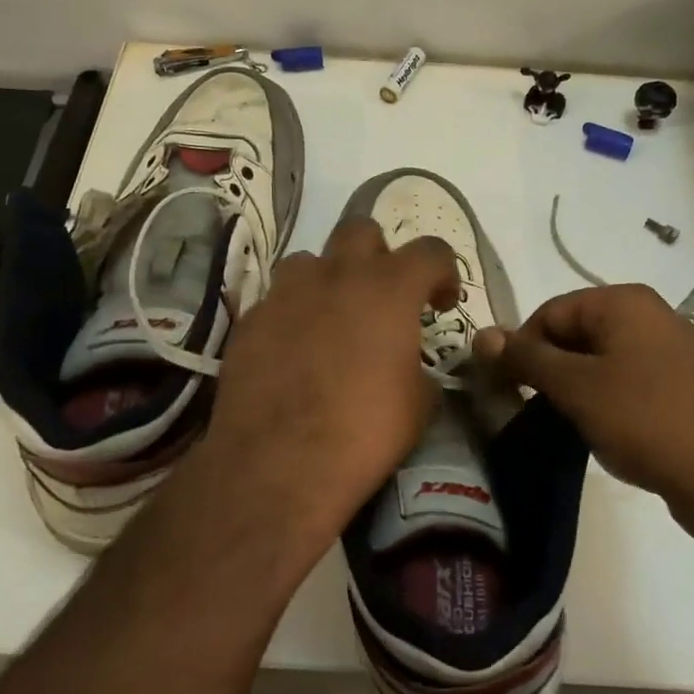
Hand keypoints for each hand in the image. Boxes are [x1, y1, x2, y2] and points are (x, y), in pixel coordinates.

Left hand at [189, 217, 460, 552]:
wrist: (280, 463)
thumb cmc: (364, 432)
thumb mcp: (419, 405)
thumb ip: (419, 369)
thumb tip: (410, 368)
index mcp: (389, 289)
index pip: (430, 250)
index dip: (443, 272)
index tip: (441, 303)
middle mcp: (337, 276)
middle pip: (361, 231)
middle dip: (378, 255)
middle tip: (383, 296)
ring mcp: (287, 293)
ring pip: (310, 260)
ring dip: (327, 280)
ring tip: (330, 319)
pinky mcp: (251, 319)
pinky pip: (277, 300)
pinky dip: (292, 315)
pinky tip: (292, 352)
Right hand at [475, 285, 693, 531]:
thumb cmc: (645, 418)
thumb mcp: (576, 386)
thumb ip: (526, 358)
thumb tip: (482, 335)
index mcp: (622, 301)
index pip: (549, 312)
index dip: (522, 348)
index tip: (509, 389)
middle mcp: (649, 315)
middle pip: (576, 334)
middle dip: (550, 369)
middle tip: (537, 409)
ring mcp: (671, 350)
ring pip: (602, 361)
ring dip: (577, 389)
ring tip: (571, 425)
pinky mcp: (684, 386)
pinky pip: (629, 382)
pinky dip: (608, 402)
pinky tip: (607, 433)